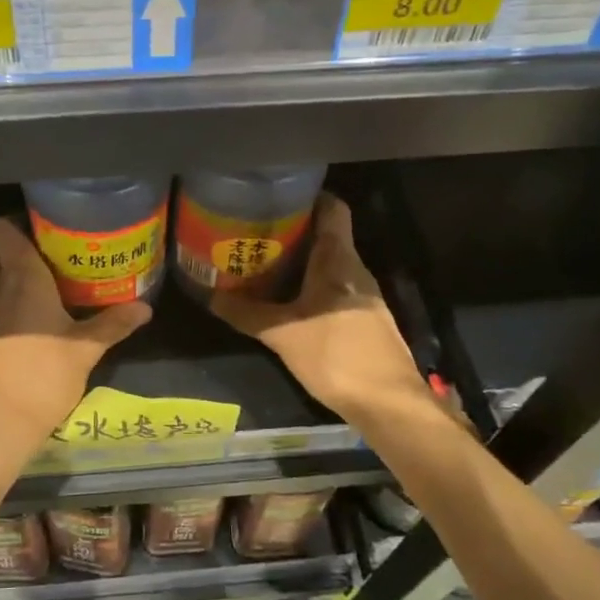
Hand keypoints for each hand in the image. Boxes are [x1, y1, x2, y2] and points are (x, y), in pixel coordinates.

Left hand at [0, 216, 150, 437]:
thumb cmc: (45, 375)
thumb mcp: (86, 349)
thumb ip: (114, 324)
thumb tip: (145, 308)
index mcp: (23, 277)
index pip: (5, 229)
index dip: (18, 221)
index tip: (42, 228)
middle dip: (3, 238)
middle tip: (34, 248)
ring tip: (16, 275)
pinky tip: (5, 308)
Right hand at [212, 194, 433, 422]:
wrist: (388, 403)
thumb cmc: (335, 356)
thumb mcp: (282, 335)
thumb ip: (247, 314)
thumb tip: (211, 297)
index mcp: (338, 260)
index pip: (332, 209)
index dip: (309, 197)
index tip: (278, 197)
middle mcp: (355, 270)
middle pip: (328, 236)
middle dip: (294, 232)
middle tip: (257, 233)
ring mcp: (365, 297)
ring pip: (331, 266)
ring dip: (302, 263)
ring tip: (266, 265)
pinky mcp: (366, 321)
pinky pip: (336, 290)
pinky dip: (313, 288)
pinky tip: (290, 302)